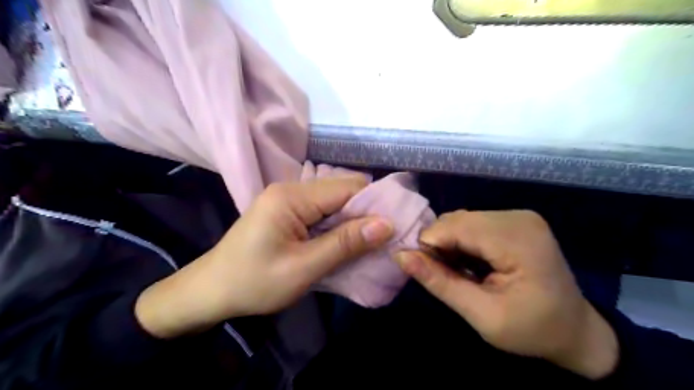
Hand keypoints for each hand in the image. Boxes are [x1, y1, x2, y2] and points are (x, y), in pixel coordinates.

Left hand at [136, 177, 391, 337]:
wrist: (211, 291)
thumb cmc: (253, 282)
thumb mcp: (303, 268)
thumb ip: (345, 244)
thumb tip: (387, 224)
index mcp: (292, 197)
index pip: (347, 188)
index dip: (374, 205)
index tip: (394, 227)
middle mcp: (292, 189)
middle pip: (342, 191)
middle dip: (365, 213)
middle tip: (383, 239)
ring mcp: (289, 199)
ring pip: (335, 201)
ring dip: (352, 221)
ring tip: (368, 243)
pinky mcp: (288, 211)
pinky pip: (323, 211)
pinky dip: (338, 225)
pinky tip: (345, 242)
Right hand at [396, 212, 618, 378]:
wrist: (576, 331)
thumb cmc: (532, 330)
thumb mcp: (482, 315)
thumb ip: (439, 283)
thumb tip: (399, 255)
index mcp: (517, 239)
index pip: (454, 227)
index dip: (429, 245)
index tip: (424, 271)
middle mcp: (518, 217)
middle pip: (456, 220)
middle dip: (440, 245)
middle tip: (444, 276)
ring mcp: (518, 216)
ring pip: (462, 219)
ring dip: (450, 243)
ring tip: (459, 272)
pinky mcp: (516, 220)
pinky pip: (474, 222)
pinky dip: (463, 241)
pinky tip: (470, 262)